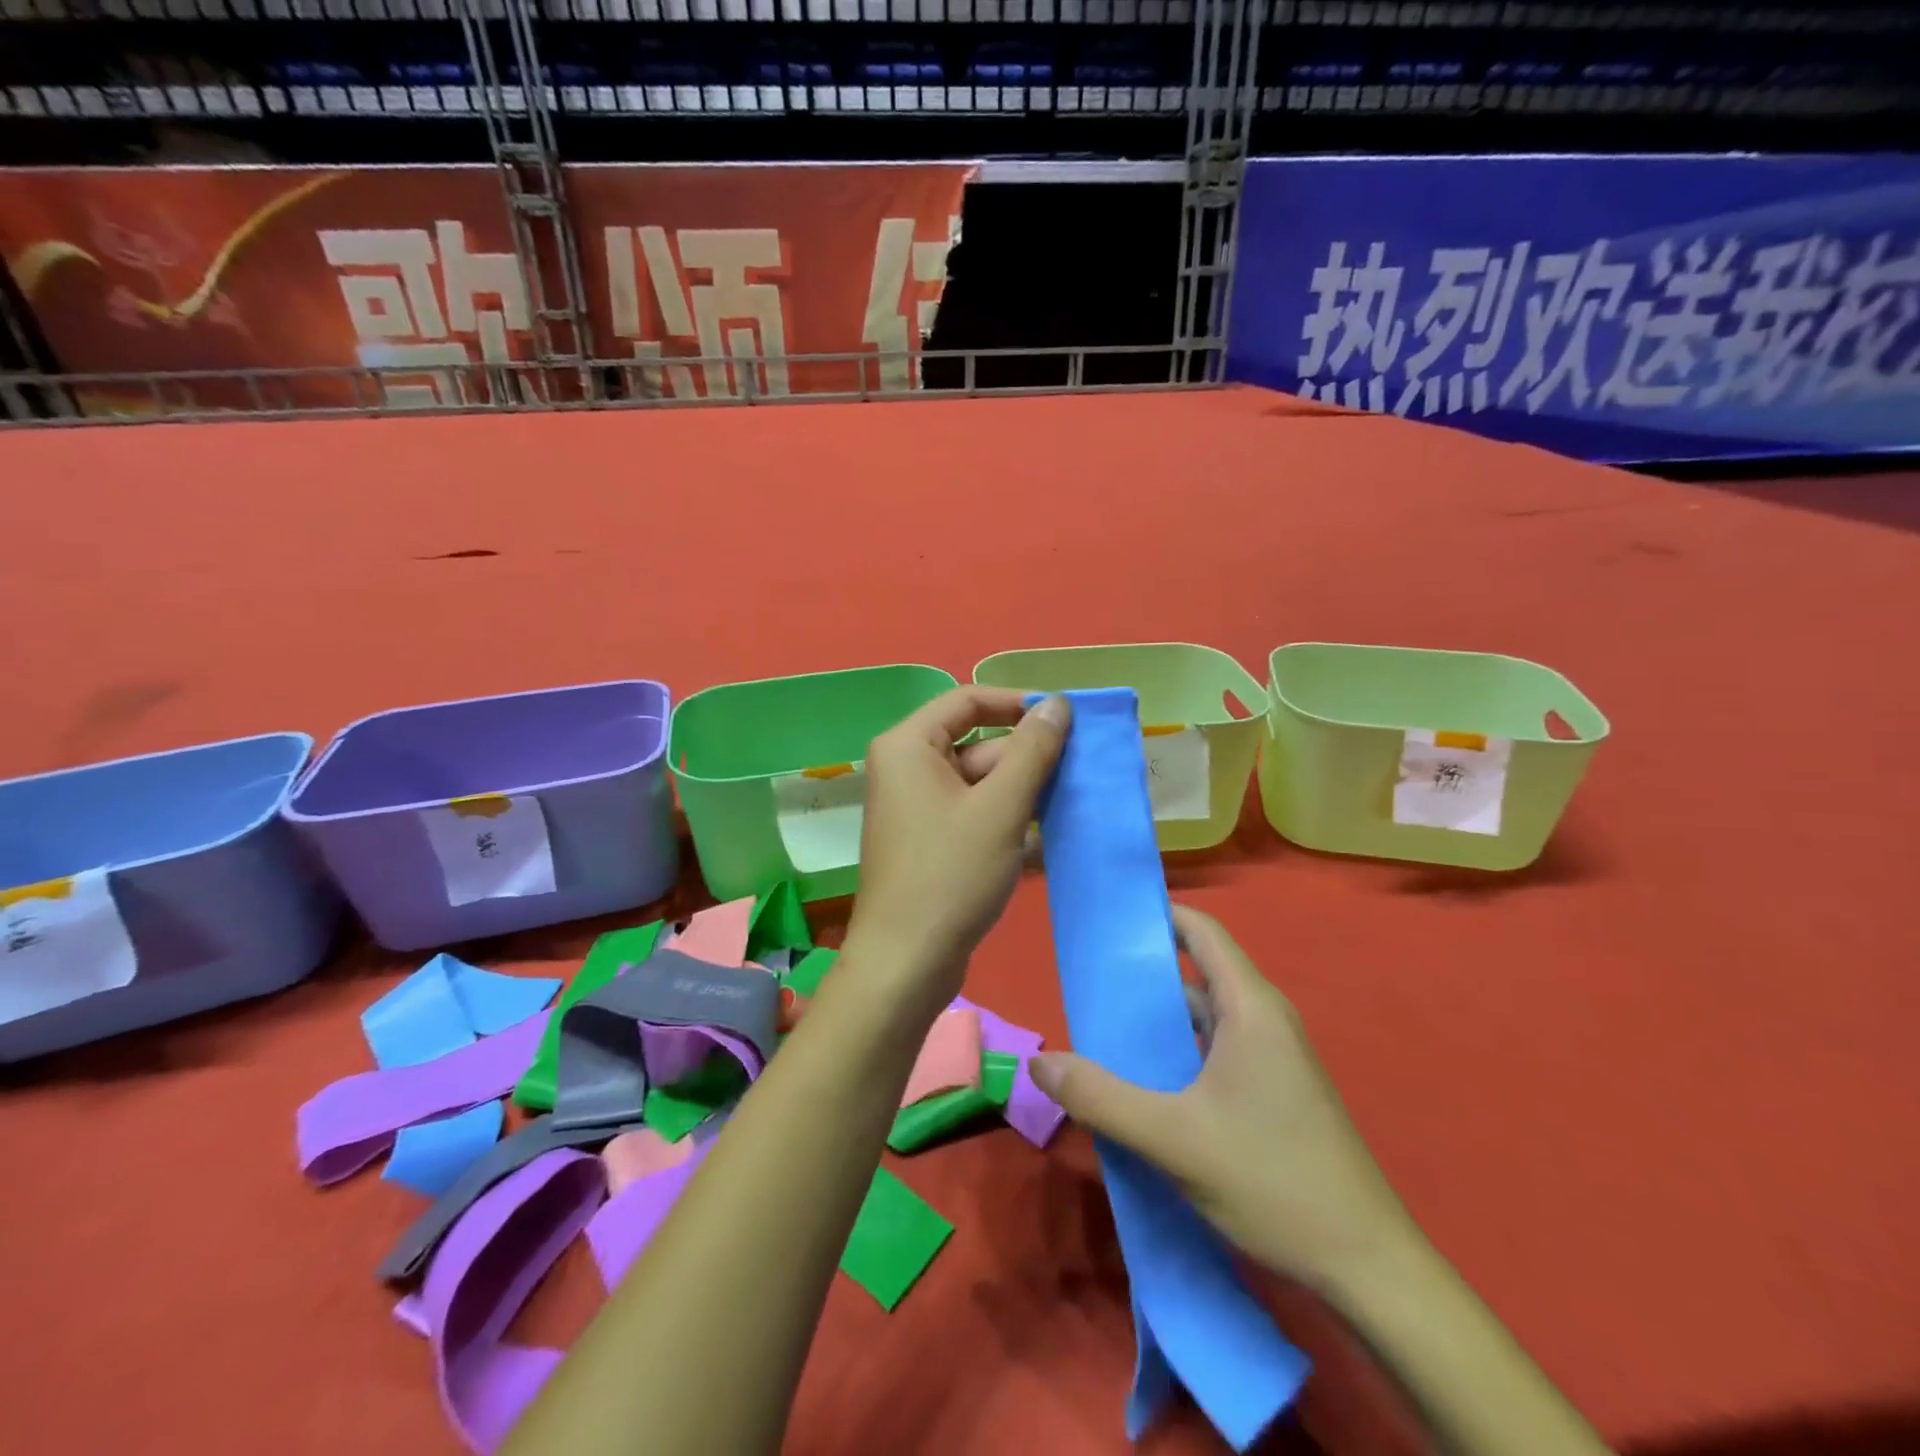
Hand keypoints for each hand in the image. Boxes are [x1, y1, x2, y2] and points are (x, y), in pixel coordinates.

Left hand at [845, 687, 1070, 1006]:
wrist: (906, 964)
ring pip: (983, 785)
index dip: (1018, 703)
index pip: (968, 700)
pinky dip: (1011, 823)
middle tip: (1084, 771)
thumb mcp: (1000, 808)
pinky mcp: (932, 844)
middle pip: (979, 744)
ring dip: (1027, 795)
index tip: (1065, 718)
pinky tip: (1055, 840)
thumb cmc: (949, 875)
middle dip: (1030, 759)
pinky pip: (977, 817)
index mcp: (909, 746)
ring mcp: (919, 809)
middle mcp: (908, 769)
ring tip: (1078, 804)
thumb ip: (1033, 750)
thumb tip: (1058, 704)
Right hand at [1029, 905, 1416, 1290]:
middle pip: (1196, 975)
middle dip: (1142, 977)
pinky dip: (1177, 1055)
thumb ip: (1101, 1098)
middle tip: (1087, 988)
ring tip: (1101, 1037)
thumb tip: (1038, 1063)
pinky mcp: (1273, 1092)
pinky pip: (1214, 1052)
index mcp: (1250, 1007)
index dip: (1156, 916)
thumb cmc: (1273, 1181)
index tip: (1106, 922)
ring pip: (1203, 1019)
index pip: (1201, 931)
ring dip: (1157, 1024)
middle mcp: (1264, 1020)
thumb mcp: (1173, 1139)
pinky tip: (1144, 1086)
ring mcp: (1272, 1058)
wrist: (1368, 1268)